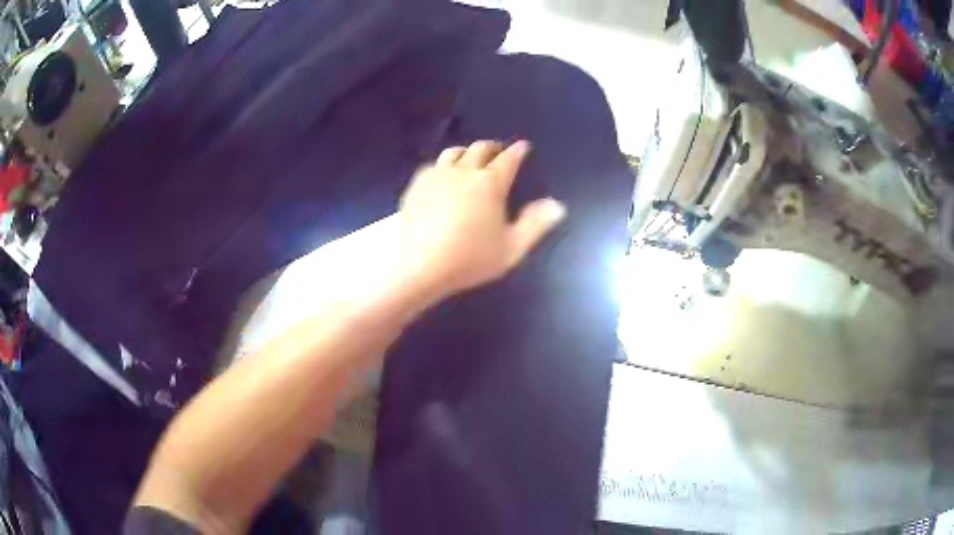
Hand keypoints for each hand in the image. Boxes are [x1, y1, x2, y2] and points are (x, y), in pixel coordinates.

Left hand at [398, 140, 565, 299]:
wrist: (420, 265)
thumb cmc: (470, 259)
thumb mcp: (512, 249)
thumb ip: (535, 225)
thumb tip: (557, 205)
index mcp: (490, 184)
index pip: (508, 159)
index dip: (518, 151)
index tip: (522, 146)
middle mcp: (464, 172)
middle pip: (480, 149)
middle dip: (493, 148)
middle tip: (498, 152)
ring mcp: (437, 176)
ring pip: (454, 153)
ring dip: (466, 152)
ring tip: (470, 159)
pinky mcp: (416, 185)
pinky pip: (432, 165)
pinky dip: (443, 166)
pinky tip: (442, 176)